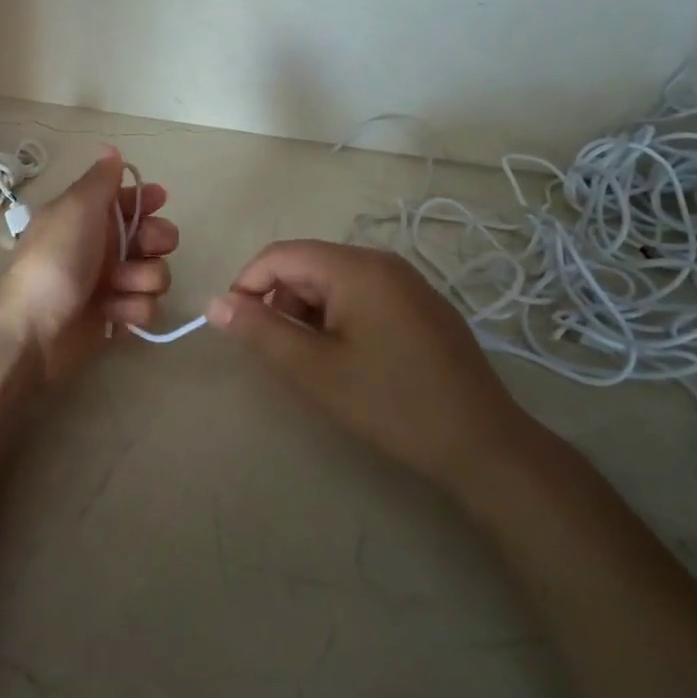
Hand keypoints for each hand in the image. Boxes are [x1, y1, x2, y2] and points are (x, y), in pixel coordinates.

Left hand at [0, 149, 179, 382]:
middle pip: (154, 237)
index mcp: (89, 217)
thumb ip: (100, 180)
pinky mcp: (116, 318)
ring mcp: (111, 284)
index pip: (129, 201)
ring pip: (155, 273)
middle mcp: (103, 247)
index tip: (159, 201)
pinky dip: (133, 309)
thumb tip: (112, 150)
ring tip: (120, 287)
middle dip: (157, 241)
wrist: (32, 326)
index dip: (147, 200)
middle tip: (147, 248)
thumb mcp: (76, 207)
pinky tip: (115, 313)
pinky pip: (146, 308)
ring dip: (143, 279)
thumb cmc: (55, 258)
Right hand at [205, 241, 539, 496]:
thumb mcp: (314, 370)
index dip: (247, 285)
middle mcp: (382, 262)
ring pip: (334, 281)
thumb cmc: (390, 402)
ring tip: (316, 362)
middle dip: (281, 302)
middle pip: (308, 265)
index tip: (236, 328)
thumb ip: (260, 331)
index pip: (280, 255)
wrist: (481, 442)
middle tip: (281, 353)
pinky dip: (339, 318)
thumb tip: (215, 302)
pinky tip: (350, 360)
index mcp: (355, 267)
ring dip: (310, 313)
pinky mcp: (421, 305)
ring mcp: (407, 281)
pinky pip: (363, 295)